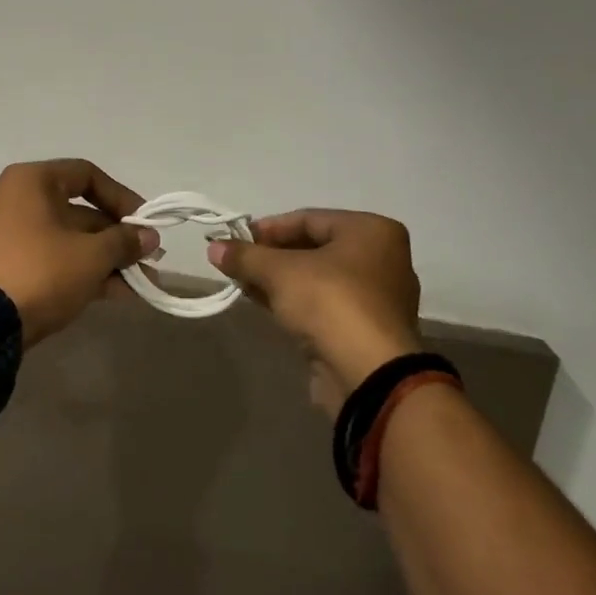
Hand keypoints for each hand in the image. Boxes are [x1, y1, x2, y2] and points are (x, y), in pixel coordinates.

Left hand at [0, 160, 159, 347]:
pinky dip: (81, 270)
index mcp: (31, 181)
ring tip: (140, 283)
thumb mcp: (92, 255)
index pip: (86, 175)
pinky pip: (52, 258)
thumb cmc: (42, 271)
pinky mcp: (6, 265)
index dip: (121, 198)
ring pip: (67, 239)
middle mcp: (16, 199)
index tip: (145, 223)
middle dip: (117, 238)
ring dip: (105, 259)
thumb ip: (124, 241)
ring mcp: (8, 234)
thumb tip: (149, 237)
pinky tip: (116, 292)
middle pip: (78, 211)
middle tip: (148, 259)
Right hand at [209, 210, 423, 414]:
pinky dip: (295, 302)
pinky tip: (265, 304)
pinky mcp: (366, 329)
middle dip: (271, 256)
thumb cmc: (330, 302)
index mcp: (371, 231)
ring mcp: (377, 297)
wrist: (368, 375)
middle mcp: (382, 258)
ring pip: (318, 278)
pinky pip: (325, 304)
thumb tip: (213, 248)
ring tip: (244, 283)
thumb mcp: (279, 272)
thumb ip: (245, 256)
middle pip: (314, 248)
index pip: (309, 219)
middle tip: (238, 263)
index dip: (268, 228)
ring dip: (279, 280)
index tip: (236, 240)